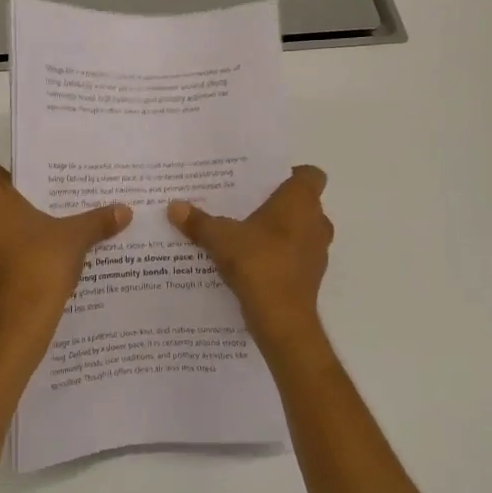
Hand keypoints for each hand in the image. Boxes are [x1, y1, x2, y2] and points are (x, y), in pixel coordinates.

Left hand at [0, 161, 131, 340]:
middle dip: (6, 208)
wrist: (18, 323)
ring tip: (28, 248)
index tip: (35, 194)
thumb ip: (97, 220)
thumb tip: (125, 211)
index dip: (11, 178)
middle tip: (38, 219)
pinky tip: (15, 274)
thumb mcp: (75, 238)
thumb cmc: (41, 265)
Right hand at [168, 166, 331, 346]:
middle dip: (279, 205)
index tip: (266, 182)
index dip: (291, 174)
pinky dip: (280, 256)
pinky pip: (296, 256)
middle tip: (247, 206)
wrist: (281, 317)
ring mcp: (317, 251)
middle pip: (304, 203)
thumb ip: (199, 221)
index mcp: (301, 202)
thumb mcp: (220, 238)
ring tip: (246, 234)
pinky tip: (252, 263)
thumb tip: (173, 206)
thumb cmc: (257, 262)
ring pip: (301, 231)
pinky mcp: (311, 276)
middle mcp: (316, 222)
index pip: (311, 175)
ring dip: (281, 232)